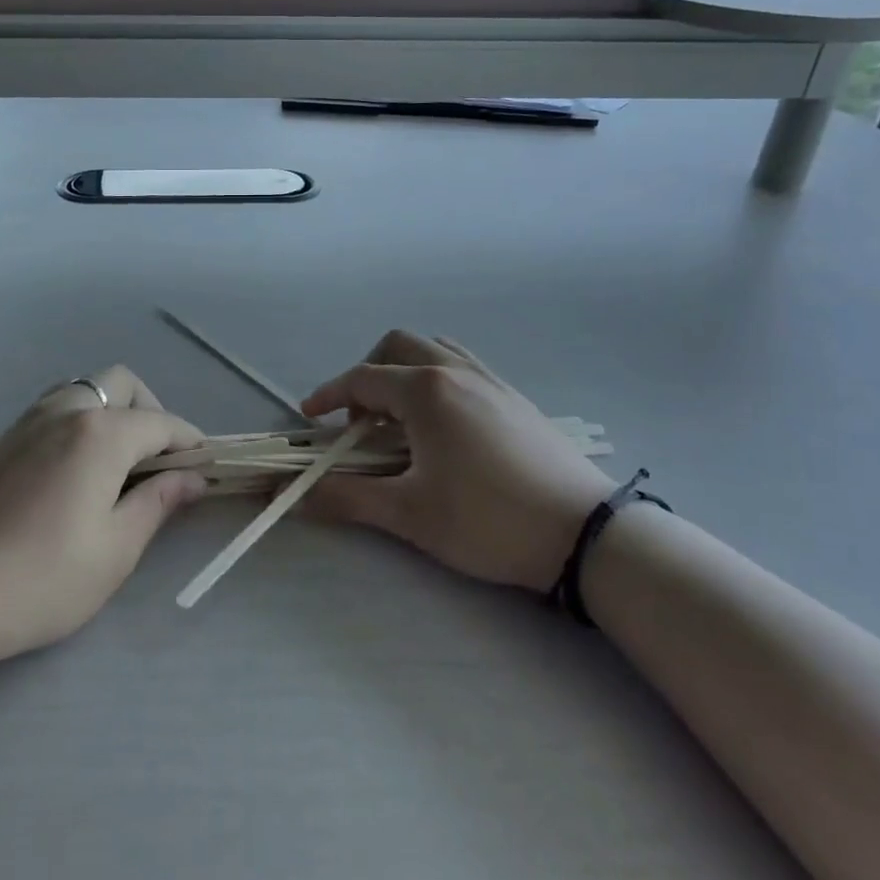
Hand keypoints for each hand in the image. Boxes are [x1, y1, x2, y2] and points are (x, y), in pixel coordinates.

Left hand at [0, 367, 205, 672]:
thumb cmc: (33, 580)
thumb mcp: (114, 551)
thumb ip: (158, 504)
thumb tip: (192, 477)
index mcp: (101, 433)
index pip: (163, 423)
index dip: (191, 444)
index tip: (204, 471)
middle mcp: (66, 410)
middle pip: (123, 385)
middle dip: (152, 414)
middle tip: (157, 466)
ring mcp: (27, 421)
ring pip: (87, 390)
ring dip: (114, 413)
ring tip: (118, 469)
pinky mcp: (1, 440)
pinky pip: (57, 408)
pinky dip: (82, 422)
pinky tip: (75, 474)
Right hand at [302, 331, 616, 592]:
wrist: (583, 533)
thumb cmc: (487, 519)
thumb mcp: (409, 513)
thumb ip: (346, 497)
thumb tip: (295, 493)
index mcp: (425, 389)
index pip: (361, 378)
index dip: (328, 395)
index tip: (310, 418)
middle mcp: (455, 371)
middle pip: (396, 347)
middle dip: (366, 375)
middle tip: (359, 422)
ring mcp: (490, 380)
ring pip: (433, 350)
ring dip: (404, 372)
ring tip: (400, 419)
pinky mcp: (513, 398)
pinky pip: (462, 366)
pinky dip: (435, 378)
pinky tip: (443, 425)